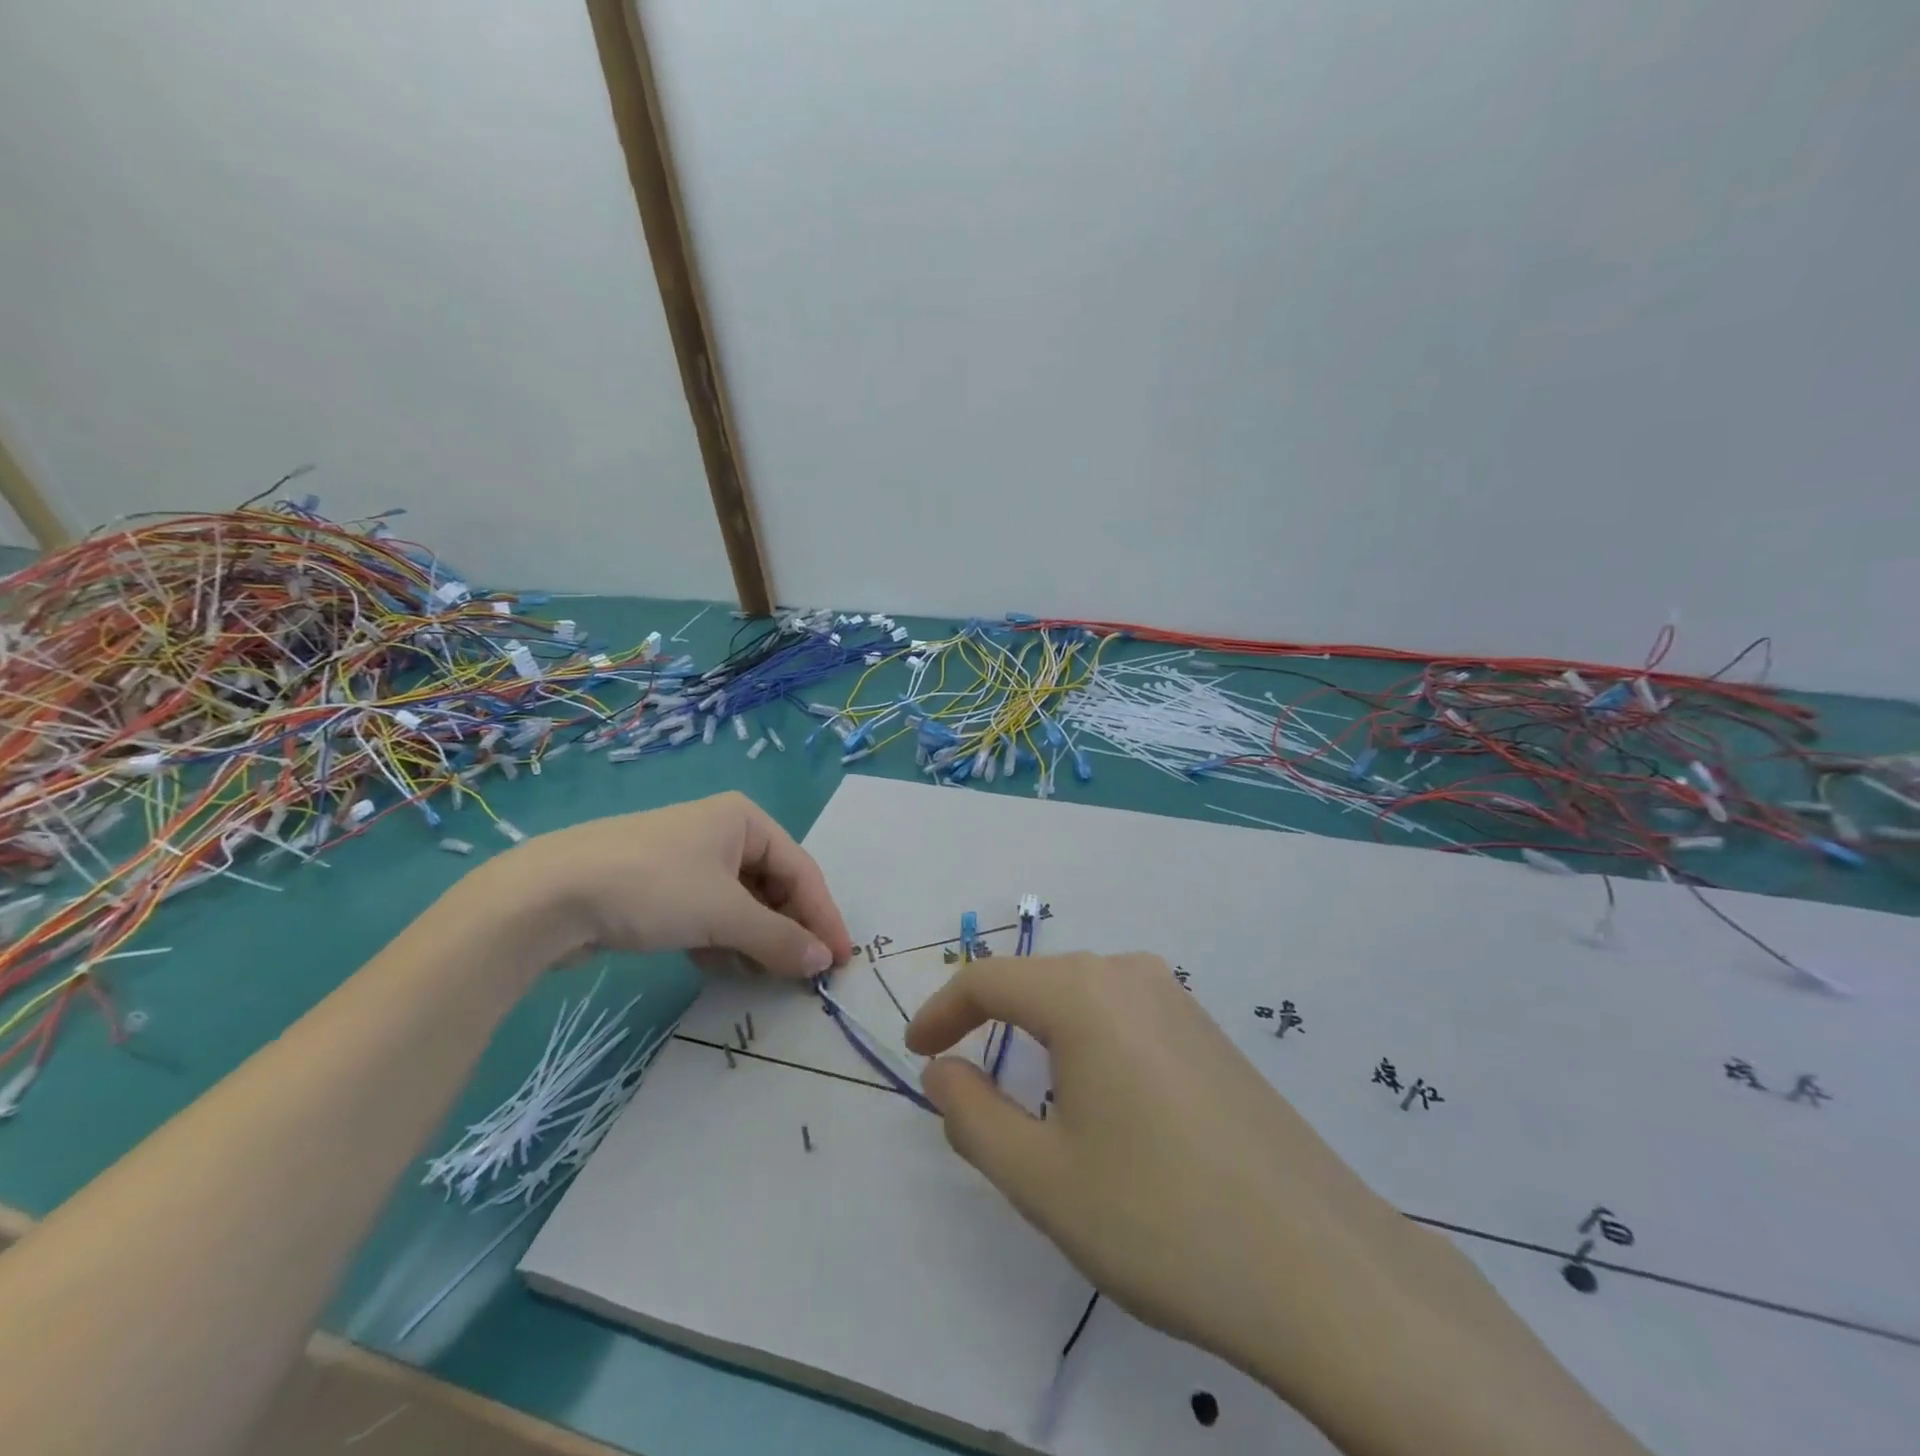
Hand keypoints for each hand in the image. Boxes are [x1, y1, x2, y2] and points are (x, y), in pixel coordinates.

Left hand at [495, 792, 852, 977]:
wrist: (547, 895)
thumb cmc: (653, 887)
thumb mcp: (724, 914)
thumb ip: (779, 939)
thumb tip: (823, 962)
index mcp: (745, 820)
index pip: (801, 872)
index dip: (823, 917)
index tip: (840, 962)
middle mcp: (722, 832)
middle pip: (773, 887)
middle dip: (788, 931)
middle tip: (804, 975)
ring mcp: (689, 860)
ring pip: (741, 905)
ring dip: (756, 941)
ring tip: (766, 977)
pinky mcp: (661, 888)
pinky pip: (710, 914)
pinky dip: (722, 941)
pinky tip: (723, 969)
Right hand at [906, 951, 1408, 1391]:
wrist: (1323, 1269)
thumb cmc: (1161, 1220)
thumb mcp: (1042, 1179)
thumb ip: (972, 1116)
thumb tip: (941, 1070)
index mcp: (1085, 994)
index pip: (989, 980)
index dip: (942, 1010)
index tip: (916, 1052)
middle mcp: (1132, 976)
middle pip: (1038, 982)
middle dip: (988, 1020)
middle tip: (959, 1075)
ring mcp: (1180, 1001)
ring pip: (1083, 997)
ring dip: (1039, 1032)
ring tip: (1023, 1093)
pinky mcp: (1211, 1034)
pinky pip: (1125, 1017)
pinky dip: (1086, 1042)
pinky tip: (1099, 1099)